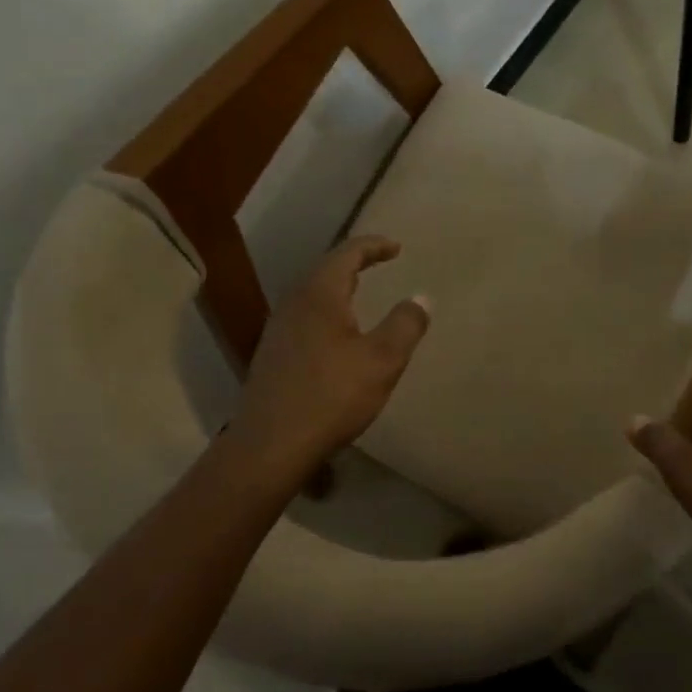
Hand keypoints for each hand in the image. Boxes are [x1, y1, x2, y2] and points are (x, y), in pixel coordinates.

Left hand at [224, 236, 429, 479]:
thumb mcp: (382, 361)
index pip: (347, 253)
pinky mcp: (272, 355)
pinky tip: (336, 333)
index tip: (397, 248)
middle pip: (326, 269)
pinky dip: (327, 311)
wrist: (270, 445)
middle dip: (355, 262)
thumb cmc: (331, 396)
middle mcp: (294, 304)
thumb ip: (405, 325)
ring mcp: (278, 329)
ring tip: (360, 293)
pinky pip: (304, 317)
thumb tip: (421, 297)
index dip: (374, 246)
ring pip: (312, 294)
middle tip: (380, 262)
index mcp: (319, 295)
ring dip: (338, 287)